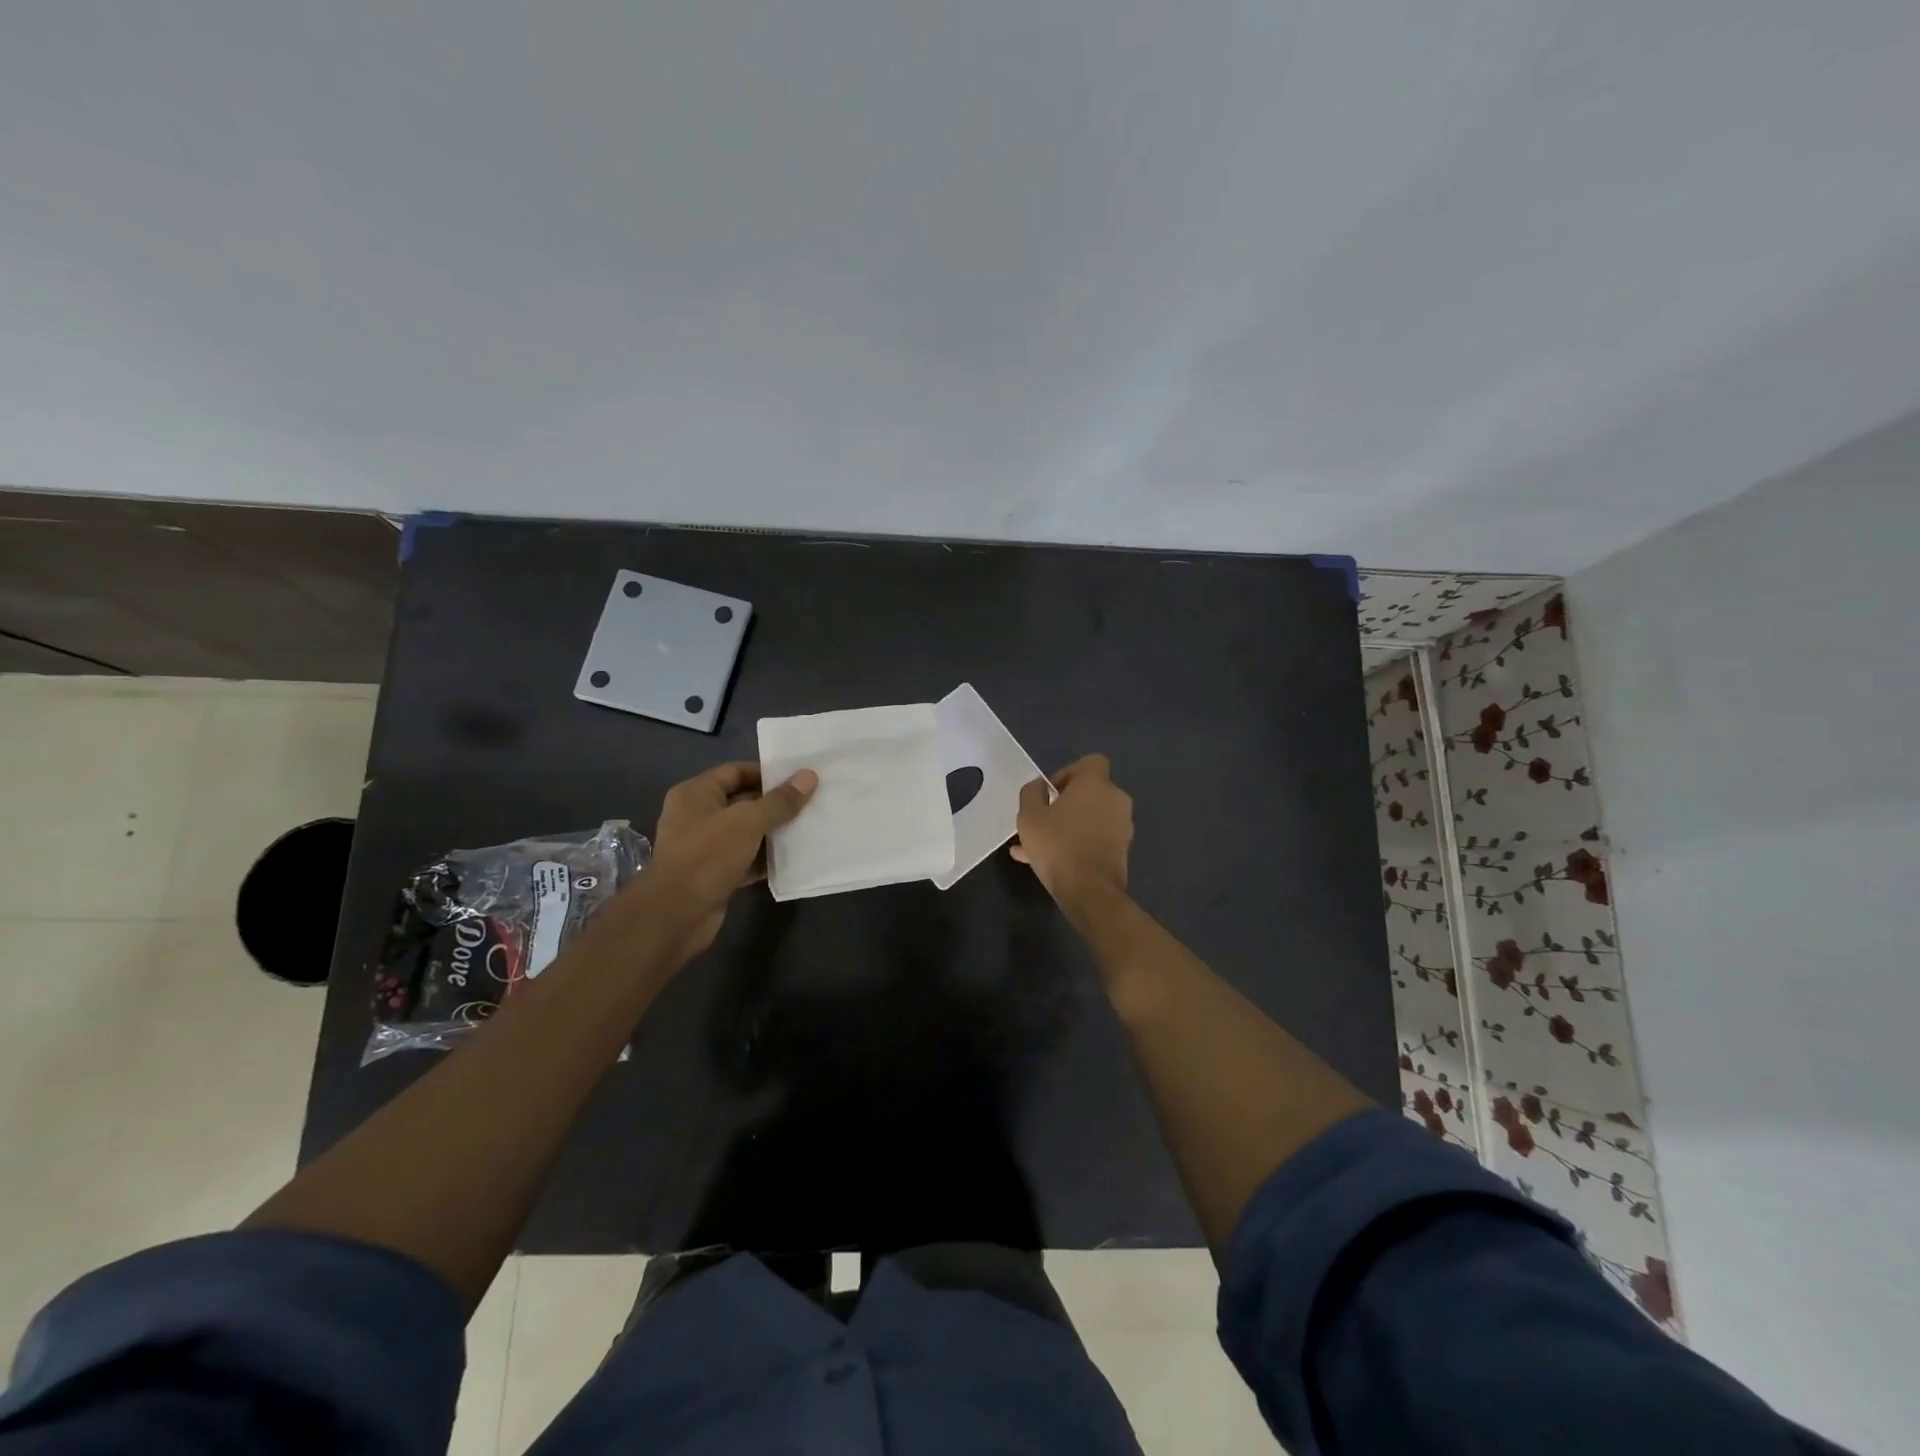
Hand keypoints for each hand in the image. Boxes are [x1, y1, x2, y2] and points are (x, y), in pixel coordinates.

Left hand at [644, 762, 816, 956]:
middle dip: (775, 803)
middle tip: (811, 801)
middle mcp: (697, 816)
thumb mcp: (747, 822)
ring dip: (774, 831)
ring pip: (746, 832)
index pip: (736, 771)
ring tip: (809, 826)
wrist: (677, 914)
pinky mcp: (715, 873)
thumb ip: (780, 801)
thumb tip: (809, 776)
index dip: (767, 773)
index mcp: (696, 794)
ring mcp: (705, 847)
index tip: (799, 778)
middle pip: (743, 801)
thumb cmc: (708, 855)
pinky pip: (746, 858)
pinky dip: (766, 857)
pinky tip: (795, 856)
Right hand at [1011, 754, 1132, 911]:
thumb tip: (1039, 786)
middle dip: (1063, 804)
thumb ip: (1031, 793)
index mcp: (1096, 784)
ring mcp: (1122, 826)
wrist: (1090, 892)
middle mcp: (1115, 800)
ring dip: (1065, 827)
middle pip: (1089, 793)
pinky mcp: (1122, 850)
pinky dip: (1075, 843)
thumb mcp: (1029, 816)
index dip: (1068, 773)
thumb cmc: (1058, 845)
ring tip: (1034, 848)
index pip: (1091, 762)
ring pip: (1089, 819)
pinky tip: (1047, 863)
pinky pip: (1094, 838)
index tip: (1050, 793)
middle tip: (1041, 821)